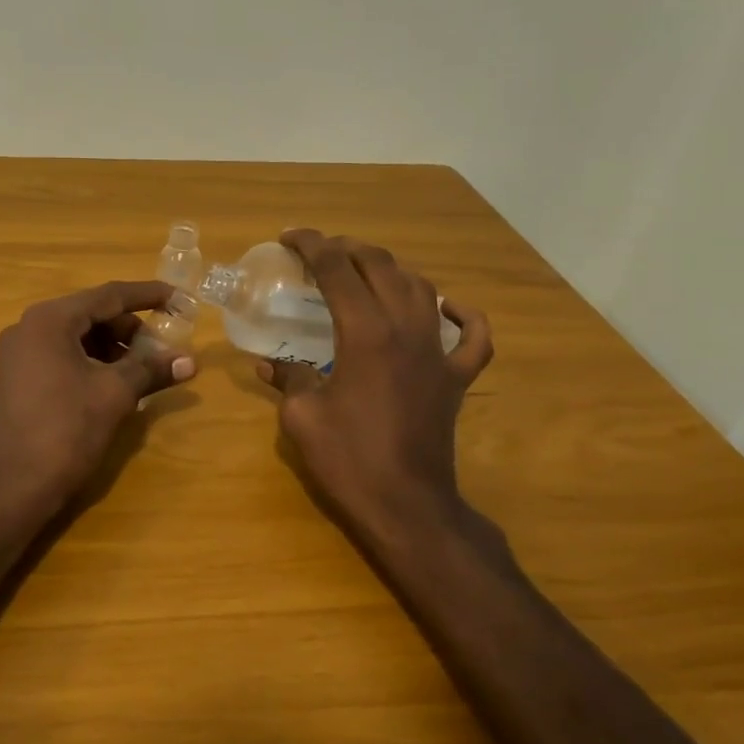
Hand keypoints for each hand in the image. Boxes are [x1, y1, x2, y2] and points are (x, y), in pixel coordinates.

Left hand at [0, 280, 196, 522]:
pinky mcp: (18, 379)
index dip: (147, 295)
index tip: (179, 298)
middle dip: (130, 328)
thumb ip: (151, 369)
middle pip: (91, 315)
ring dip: (113, 348)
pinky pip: (62, 357)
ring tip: (144, 370)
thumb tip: (190, 361)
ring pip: (77, 338)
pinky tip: (115, 384)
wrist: (11, 487)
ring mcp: (19, 354)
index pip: (108, 295)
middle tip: (164, 347)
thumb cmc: (65, 430)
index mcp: (50, 320)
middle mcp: (29, 328)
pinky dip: (92, 363)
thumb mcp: (114, 395)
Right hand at [258, 230, 495, 557]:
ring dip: (391, 270)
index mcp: (365, 333)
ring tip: (365, 271)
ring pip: (422, 289)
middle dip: (347, 249)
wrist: (407, 506)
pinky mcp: (456, 378)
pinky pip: (473, 337)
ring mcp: (438, 352)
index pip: (336, 269)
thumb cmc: (348, 460)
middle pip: (381, 267)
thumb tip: (269, 365)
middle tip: (320, 252)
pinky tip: (447, 308)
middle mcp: (406, 329)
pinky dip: (463, 316)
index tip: (289, 238)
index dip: (311, 245)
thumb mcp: (302, 417)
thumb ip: (289, 379)